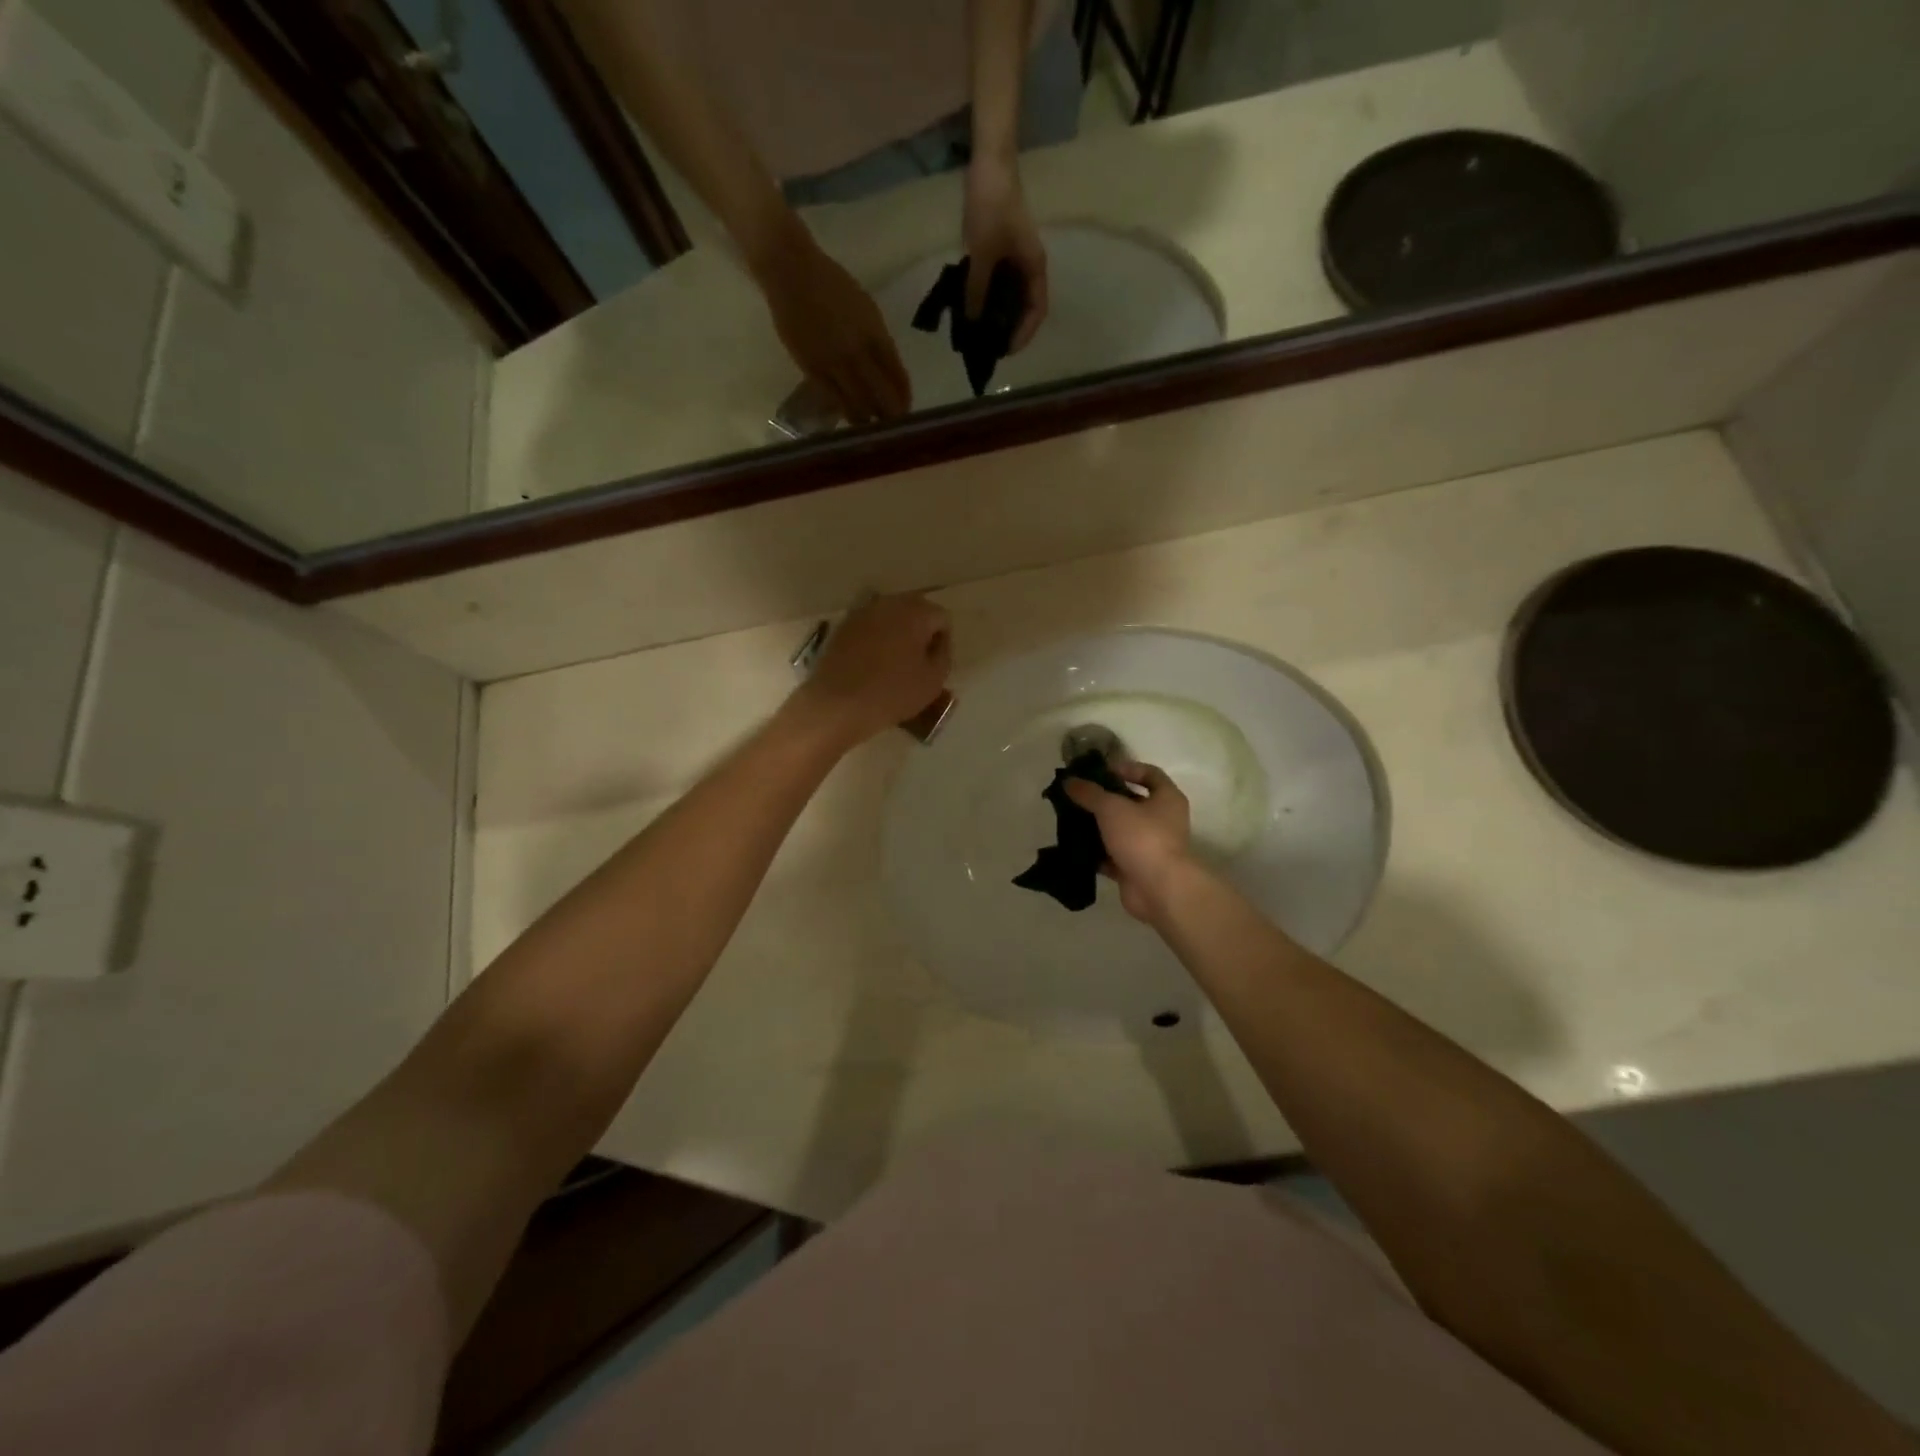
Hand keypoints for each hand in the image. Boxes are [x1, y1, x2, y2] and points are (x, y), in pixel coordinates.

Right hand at [755, 231, 911, 424]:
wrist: (791, 272)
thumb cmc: (832, 285)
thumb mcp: (866, 309)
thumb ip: (878, 340)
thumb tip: (887, 371)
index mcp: (875, 334)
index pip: (898, 377)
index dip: (904, 397)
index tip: (906, 409)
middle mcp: (857, 353)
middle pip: (881, 398)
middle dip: (890, 416)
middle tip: (893, 427)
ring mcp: (833, 363)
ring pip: (857, 405)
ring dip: (867, 419)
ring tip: (872, 426)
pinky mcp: (811, 370)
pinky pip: (833, 400)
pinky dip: (844, 411)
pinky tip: (849, 416)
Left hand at [792, 594, 951, 747]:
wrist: (838, 704)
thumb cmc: (893, 693)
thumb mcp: (933, 680)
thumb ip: (944, 655)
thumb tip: (938, 643)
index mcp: (916, 612)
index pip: (942, 617)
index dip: (943, 641)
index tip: (936, 664)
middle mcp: (889, 603)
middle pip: (915, 610)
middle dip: (921, 632)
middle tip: (919, 661)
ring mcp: (862, 612)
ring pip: (890, 617)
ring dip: (897, 633)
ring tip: (895, 663)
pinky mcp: (842, 626)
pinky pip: (869, 627)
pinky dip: (876, 639)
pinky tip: (872, 663)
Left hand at [963, 157, 1048, 352]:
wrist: (989, 162)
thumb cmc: (992, 208)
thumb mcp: (982, 255)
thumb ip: (977, 291)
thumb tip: (972, 323)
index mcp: (1034, 267)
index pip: (1037, 311)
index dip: (1023, 334)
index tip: (1005, 350)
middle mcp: (1030, 266)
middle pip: (1025, 306)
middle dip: (1009, 328)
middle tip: (988, 345)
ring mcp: (1018, 257)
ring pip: (1012, 295)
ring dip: (999, 314)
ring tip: (979, 330)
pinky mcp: (1005, 249)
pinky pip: (1001, 282)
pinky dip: (991, 297)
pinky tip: (974, 305)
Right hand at [1065, 763, 1191, 921]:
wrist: (1159, 889)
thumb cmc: (1142, 837)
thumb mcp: (1112, 807)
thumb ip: (1089, 793)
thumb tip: (1069, 781)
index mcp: (1167, 799)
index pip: (1150, 773)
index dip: (1126, 768)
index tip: (1100, 771)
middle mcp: (1162, 820)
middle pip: (1131, 802)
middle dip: (1105, 799)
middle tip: (1078, 795)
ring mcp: (1150, 846)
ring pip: (1119, 830)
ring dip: (1097, 826)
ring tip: (1071, 818)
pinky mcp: (1136, 868)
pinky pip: (1112, 856)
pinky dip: (1096, 852)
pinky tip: (1074, 847)